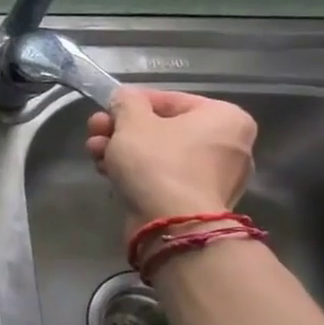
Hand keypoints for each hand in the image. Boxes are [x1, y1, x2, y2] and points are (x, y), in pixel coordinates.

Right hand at [84, 88, 257, 233]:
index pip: (169, 99)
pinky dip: (137, 173)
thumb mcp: (132, 121)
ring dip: (122, 151)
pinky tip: (108, 173)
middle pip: (162, 128)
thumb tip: (125, 99)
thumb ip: (126, 102)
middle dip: (121, 130)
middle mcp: (229, 144)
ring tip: (95, 155)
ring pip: (159, 154)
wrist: (171, 225)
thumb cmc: (157, 162)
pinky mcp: (196, 201)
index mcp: (225, 117)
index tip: (105, 112)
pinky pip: (163, 177)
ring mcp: (214, 176)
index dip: (130, 104)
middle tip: (94, 133)